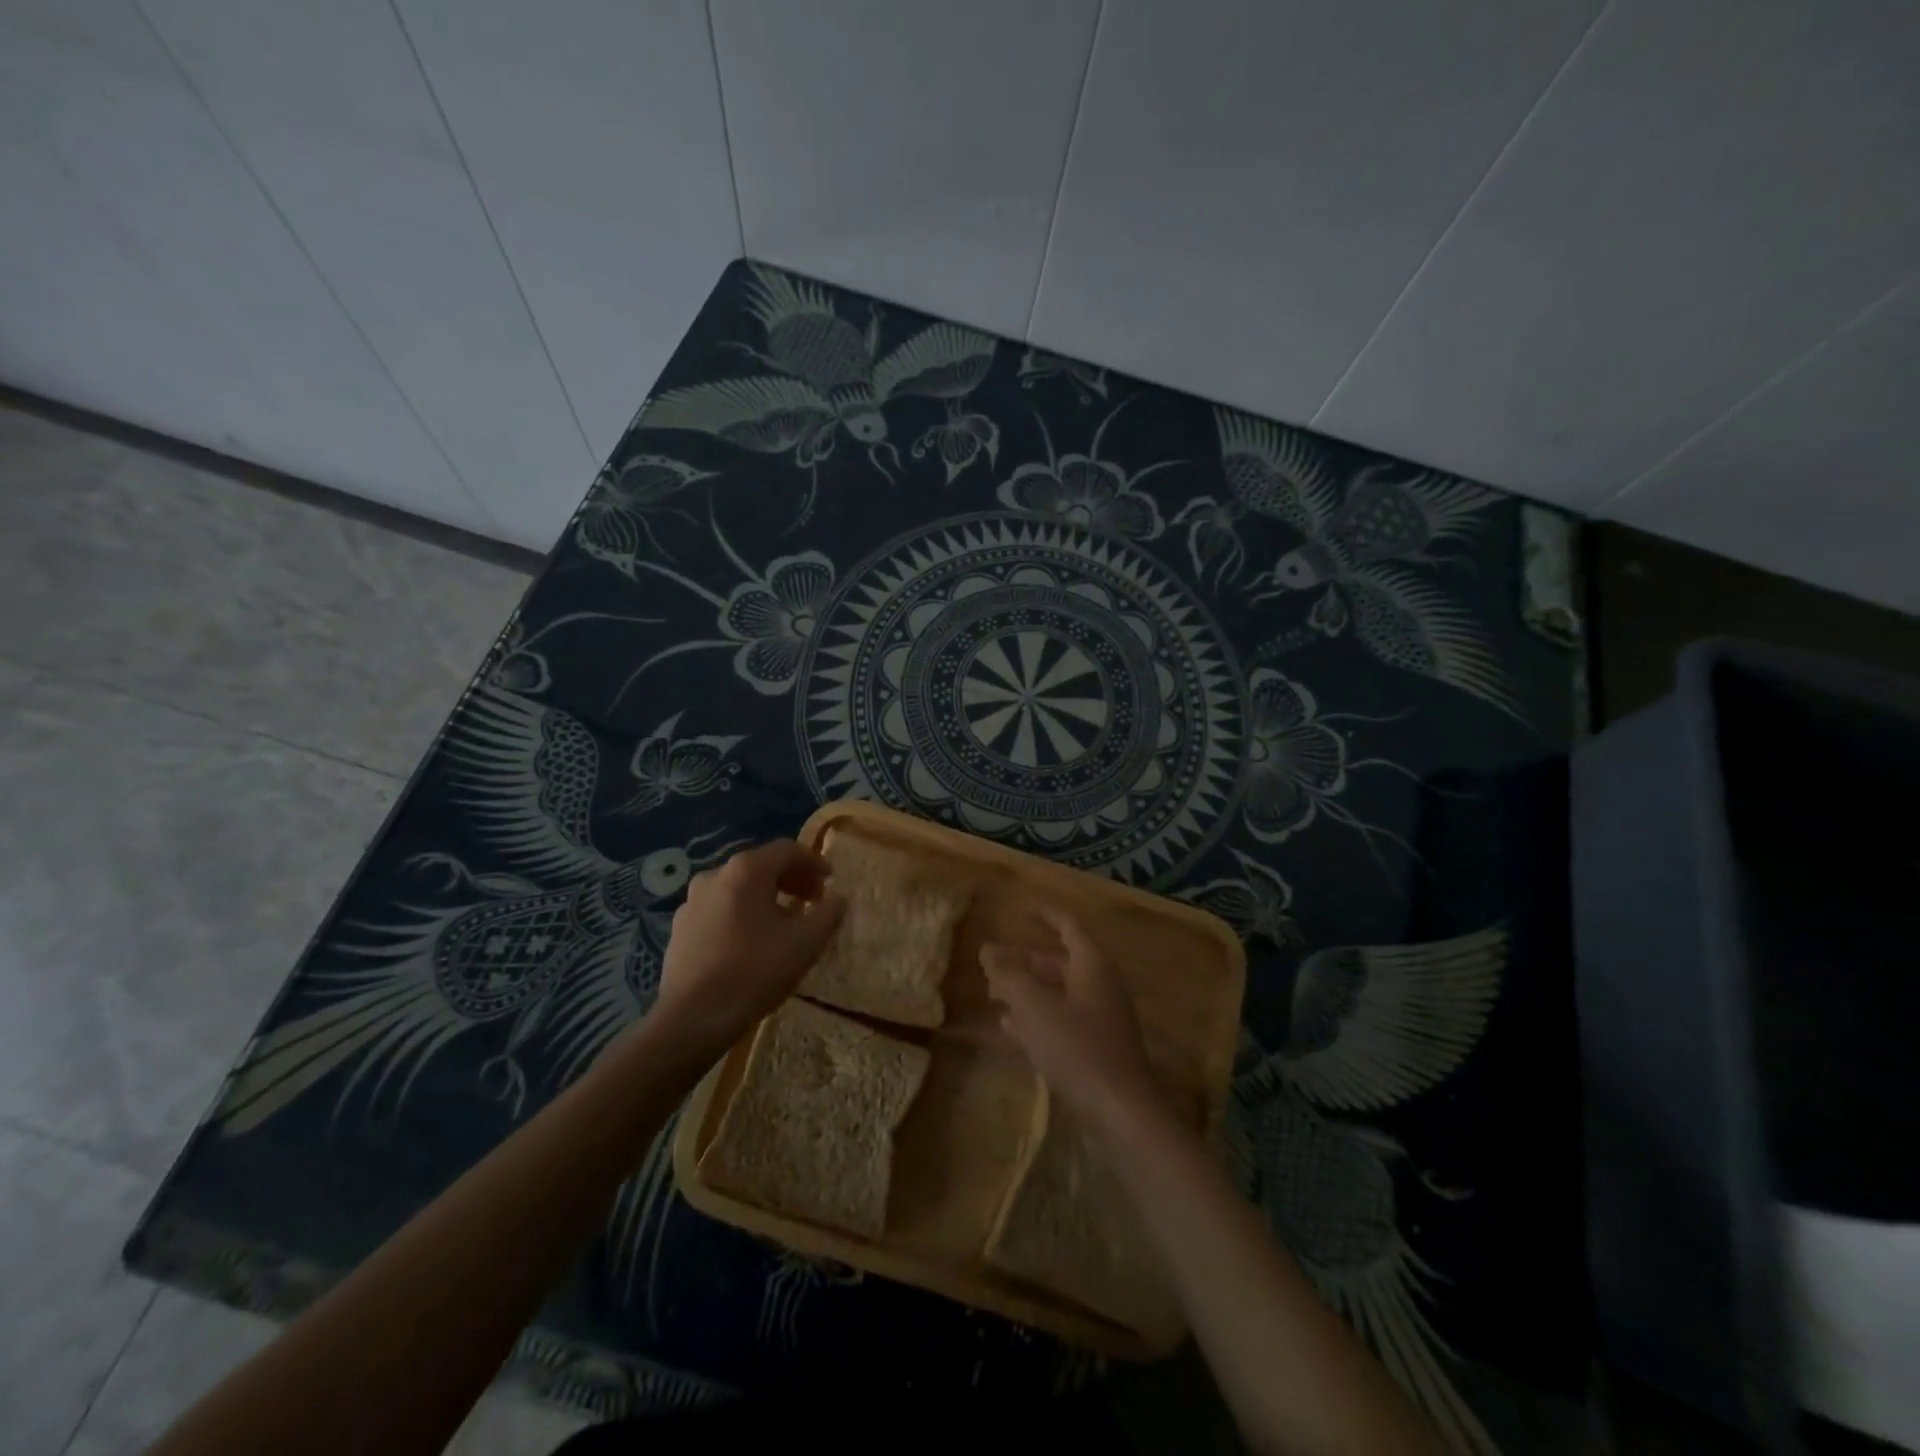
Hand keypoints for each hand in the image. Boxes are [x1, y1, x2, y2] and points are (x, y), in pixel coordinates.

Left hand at [651, 840, 844, 1056]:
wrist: (693, 1018)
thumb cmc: (755, 971)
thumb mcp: (805, 943)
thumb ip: (827, 914)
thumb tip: (838, 899)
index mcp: (746, 870)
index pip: (786, 850)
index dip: (813, 862)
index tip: (831, 879)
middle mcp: (714, 875)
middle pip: (760, 866)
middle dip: (791, 880)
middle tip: (813, 899)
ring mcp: (691, 902)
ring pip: (738, 889)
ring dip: (766, 897)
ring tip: (785, 922)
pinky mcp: (680, 928)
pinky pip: (719, 910)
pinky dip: (742, 914)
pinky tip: (752, 941)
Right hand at [980, 906, 1160, 1132]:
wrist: (1121, 1112)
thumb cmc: (1078, 1048)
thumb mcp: (1035, 1007)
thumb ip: (1009, 976)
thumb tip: (988, 950)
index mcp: (1093, 966)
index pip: (1069, 928)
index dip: (1047, 915)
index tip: (1025, 908)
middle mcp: (1101, 987)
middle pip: (1060, 963)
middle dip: (1025, 960)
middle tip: (992, 962)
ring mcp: (1101, 1020)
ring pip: (1059, 994)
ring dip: (1028, 990)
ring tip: (994, 993)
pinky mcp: (1097, 1050)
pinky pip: (1062, 1021)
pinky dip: (1037, 1018)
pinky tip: (1010, 1028)